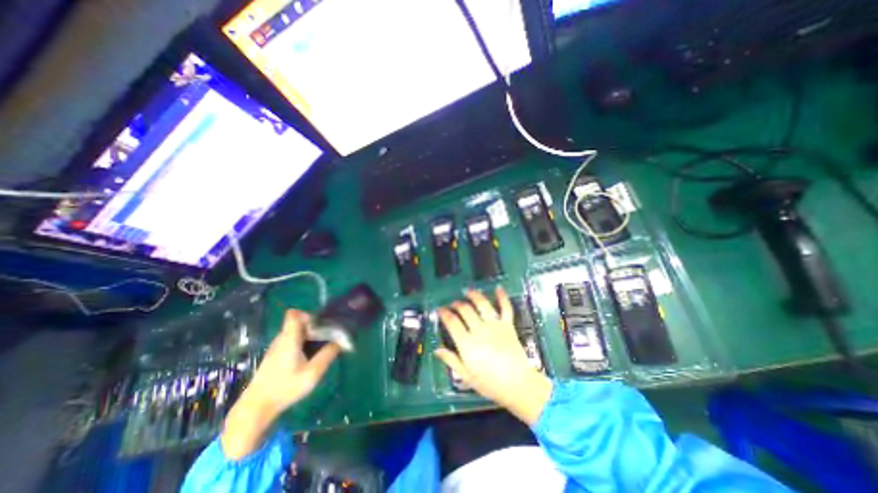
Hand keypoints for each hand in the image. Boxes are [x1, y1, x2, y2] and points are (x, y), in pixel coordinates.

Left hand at [224, 311, 338, 460]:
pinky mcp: (275, 355)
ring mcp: (277, 347)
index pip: (294, 314)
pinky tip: (308, 357)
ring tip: (320, 347)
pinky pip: (292, 340)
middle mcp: (281, 338)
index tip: (321, 325)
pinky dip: (302, 343)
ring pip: (296, 331)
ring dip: (309, 335)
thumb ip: (327, 355)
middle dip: (315, 326)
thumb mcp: (312, 373)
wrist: (256, 408)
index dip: (308, 314)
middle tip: (327, 337)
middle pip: (298, 322)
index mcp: (289, 339)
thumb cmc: (285, 388)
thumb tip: (340, 342)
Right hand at [435, 287, 549, 425]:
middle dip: (456, 304)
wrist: (518, 385)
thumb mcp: (466, 376)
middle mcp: (479, 330)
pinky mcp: (508, 325)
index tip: (440, 309)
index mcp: (467, 344)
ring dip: (474, 295)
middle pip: (465, 310)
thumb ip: (451, 361)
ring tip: (468, 292)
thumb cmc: (490, 384)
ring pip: (482, 304)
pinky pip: (505, 307)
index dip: (444, 313)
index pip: (452, 322)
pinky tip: (498, 288)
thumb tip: (437, 350)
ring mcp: (495, 325)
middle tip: (453, 304)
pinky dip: (502, 297)